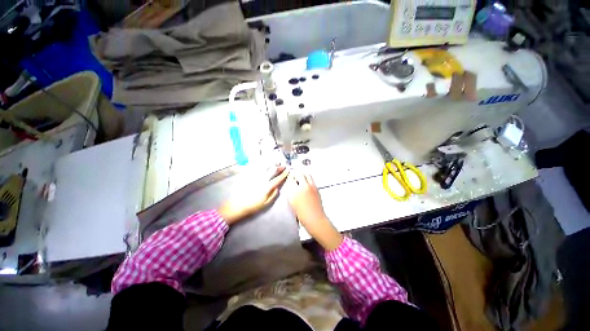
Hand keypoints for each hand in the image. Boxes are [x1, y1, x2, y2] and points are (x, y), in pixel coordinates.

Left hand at [219, 165, 288, 224]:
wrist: (237, 205)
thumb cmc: (253, 206)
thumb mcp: (266, 203)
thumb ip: (273, 194)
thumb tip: (278, 187)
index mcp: (267, 187)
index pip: (277, 179)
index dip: (283, 174)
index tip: (288, 171)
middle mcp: (262, 179)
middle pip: (272, 170)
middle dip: (279, 167)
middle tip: (283, 165)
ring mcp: (255, 176)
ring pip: (265, 166)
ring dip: (272, 164)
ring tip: (275, 162)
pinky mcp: (248, 174)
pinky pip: (256, 166)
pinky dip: (262, 163)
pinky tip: (265, 162)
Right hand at [288, 171, 342, 250]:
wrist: (314, 219)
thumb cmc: (301, 213)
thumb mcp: (292, 201)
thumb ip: (291, 190)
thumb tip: (291, 182)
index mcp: (297, 190)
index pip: (292, 177)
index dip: (290, 176)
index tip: (289, 176)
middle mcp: (305, 186)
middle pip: (301, 174)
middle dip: (296, 173)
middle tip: (294, 176)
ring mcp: (312, 187)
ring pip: (307, 175)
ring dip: (303, 175)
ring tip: (299, 179)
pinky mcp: (317, 189)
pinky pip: (312, 180)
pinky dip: (307, 179)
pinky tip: (305, 185)